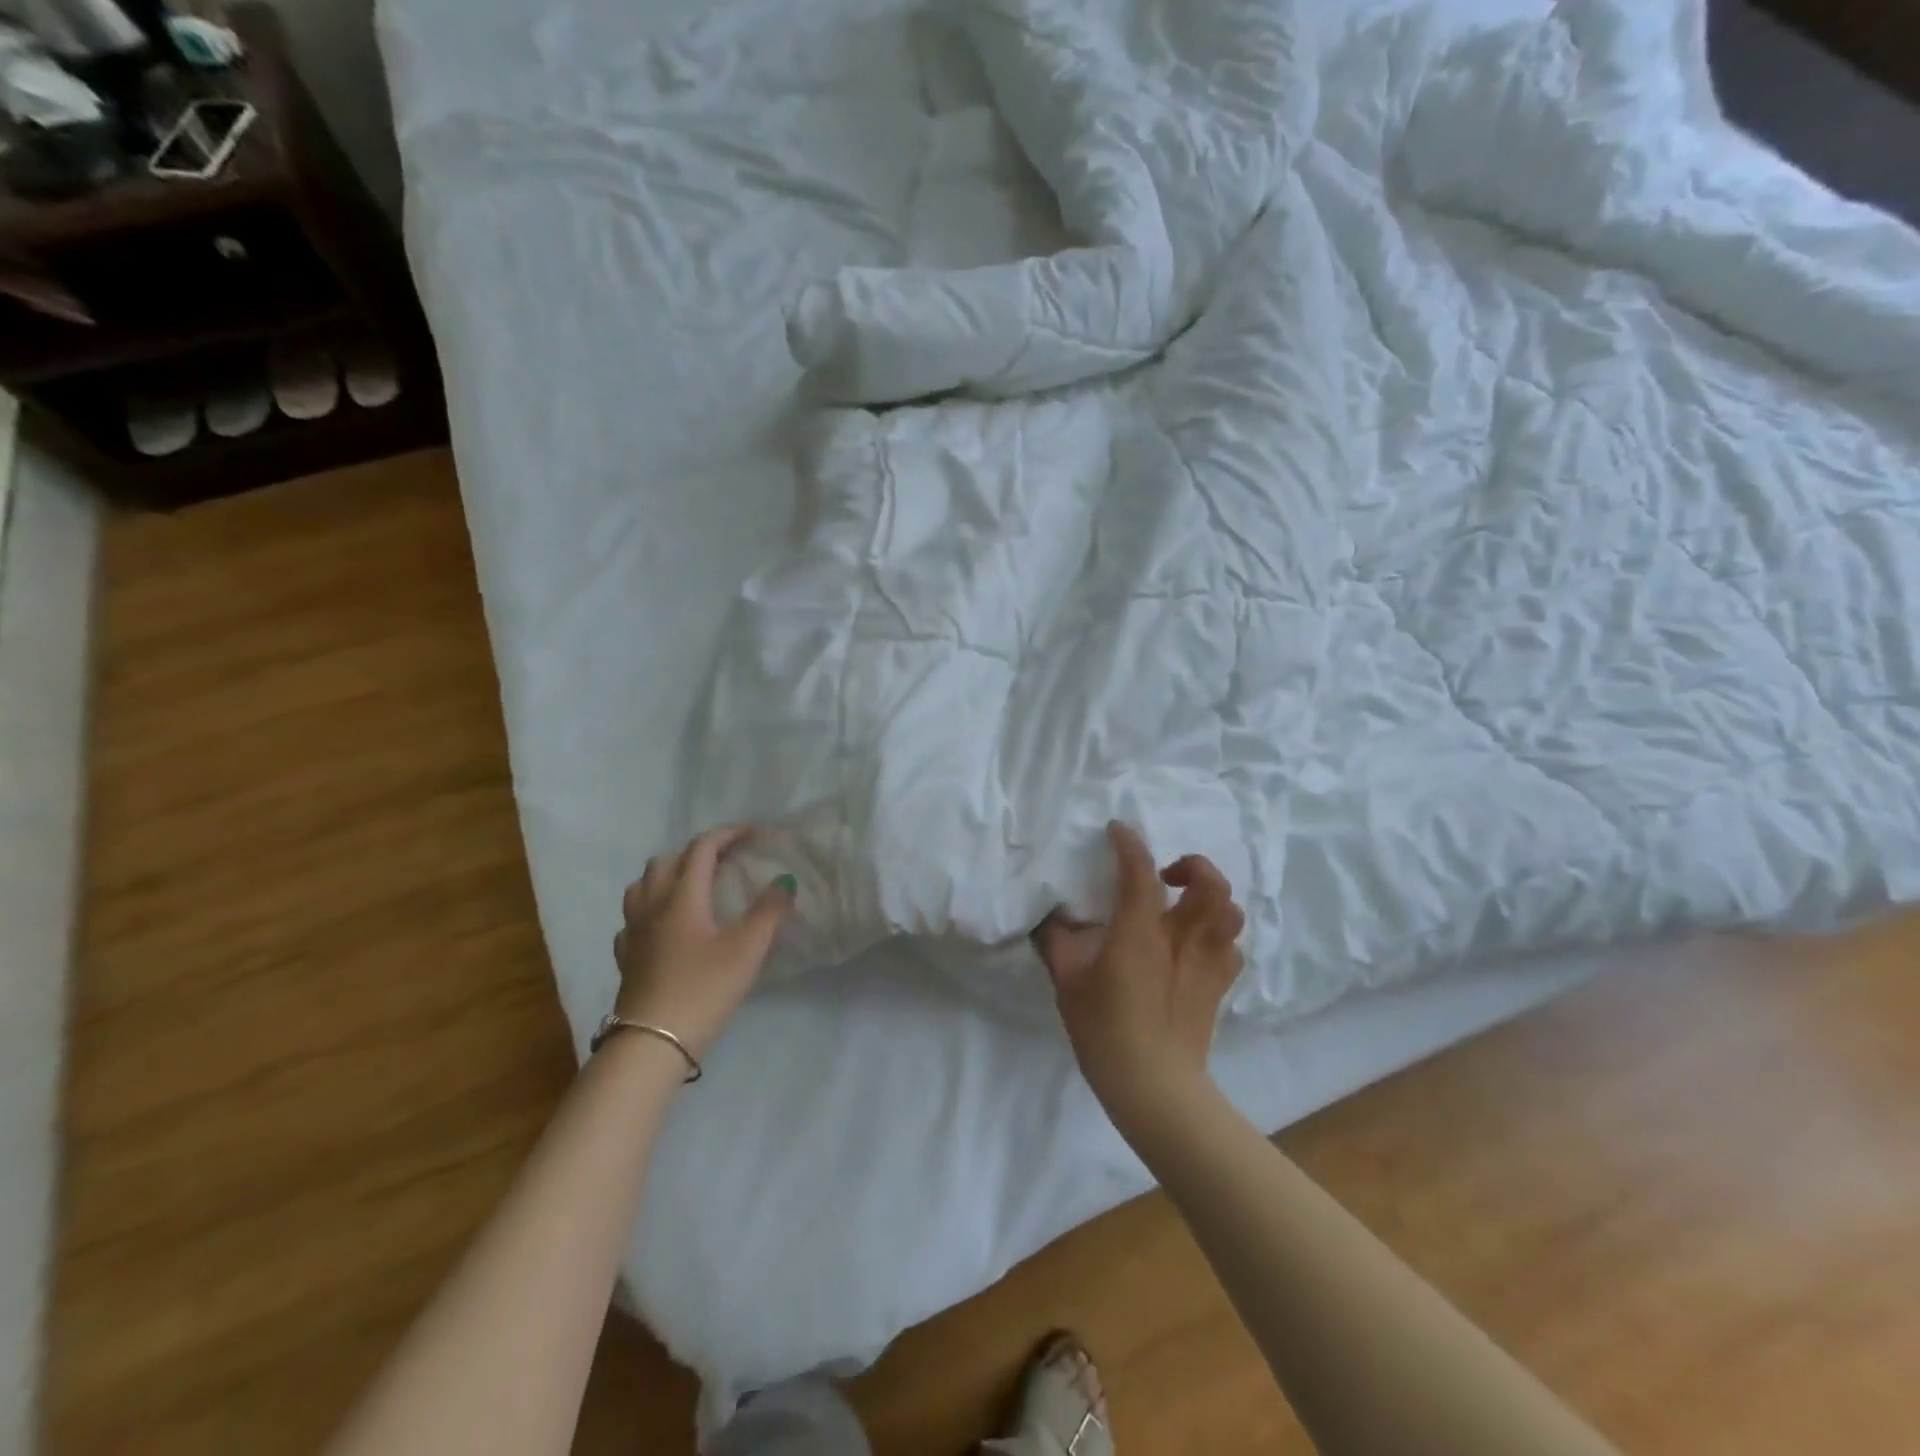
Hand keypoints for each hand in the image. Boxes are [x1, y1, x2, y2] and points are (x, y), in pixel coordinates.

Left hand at [612, 826, 794, 1059]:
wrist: (651, 1044)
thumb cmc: (703, 990)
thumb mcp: (747, 949)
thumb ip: (769, 911)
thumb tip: (784, 882)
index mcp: (682, 896)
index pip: (702, 848)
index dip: (729, 834)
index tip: (754, 834)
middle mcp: (652, 905)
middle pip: (667, 860)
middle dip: (697, 851)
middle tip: (725, 860)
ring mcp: (633, 932)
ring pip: (642, 886)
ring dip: (668, 874)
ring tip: (691, 886)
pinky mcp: (626, 958)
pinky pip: (634, 919)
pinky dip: (651, 909)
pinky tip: (664, 926)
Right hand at [1034, 822, 1244, 1131]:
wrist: (1155, 1087)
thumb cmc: (1104, 1031)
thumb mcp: (1067, 983)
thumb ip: (1057, 942)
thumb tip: (1052, 917)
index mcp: (1140, 933)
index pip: (1140, 871)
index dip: (1129, 843)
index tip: (1118, 830)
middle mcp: (1181, 939)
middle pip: (1211, 883)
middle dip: (1192, 864)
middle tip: (1167, 875)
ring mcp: (1207, 963)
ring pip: (1230, 912)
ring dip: (1211, 897)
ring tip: (1186, 905)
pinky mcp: (1220, 986)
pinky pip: (1231, 947)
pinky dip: (1218, 935)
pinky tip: (1196, 945)